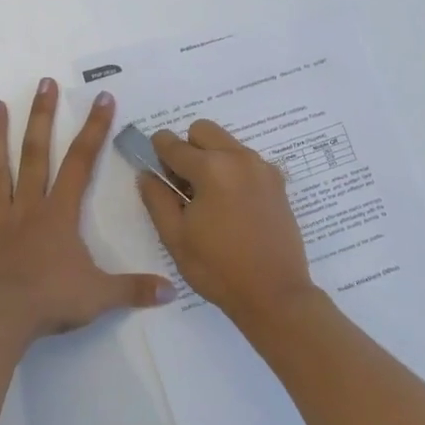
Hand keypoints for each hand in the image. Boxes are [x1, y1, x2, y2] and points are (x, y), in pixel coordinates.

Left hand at [0, 79, 173, 343]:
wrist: (3, 322)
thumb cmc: (53, 302)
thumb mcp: (101, 296)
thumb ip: (135, 288)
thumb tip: (172, 290)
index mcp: (59, 214)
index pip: (81, 163)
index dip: (94, 129)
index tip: (102, 98)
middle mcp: (29, 206)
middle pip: (36, 153)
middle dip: (42, 116)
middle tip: (44, 83)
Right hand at [136, 120, 320, 328]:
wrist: (274, 294)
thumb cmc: (218, 267)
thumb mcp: (175, 236)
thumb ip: (156, 198)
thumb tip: (147, 173)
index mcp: (212, 168)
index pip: (172, 143)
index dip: (156, 150)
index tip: (154, 166)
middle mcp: (240, 158)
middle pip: (203, 130)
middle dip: (187, 148)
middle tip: (183, 184)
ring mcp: (263, 168)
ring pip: (227, 143)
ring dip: (211, 158)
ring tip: (208, 199)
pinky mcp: (277, 182)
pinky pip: (246, 161)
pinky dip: (232, 170)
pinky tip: (231, 206)